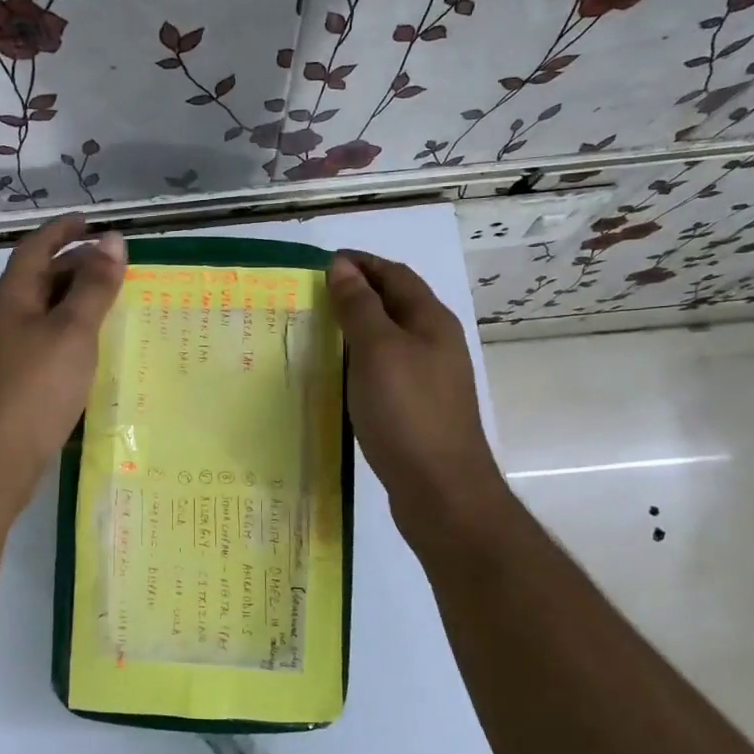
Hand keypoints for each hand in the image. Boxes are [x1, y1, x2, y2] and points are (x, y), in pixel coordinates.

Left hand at [0, 215, 126, 504]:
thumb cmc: (34, 385)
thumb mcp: (72, 330)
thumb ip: (94, 286)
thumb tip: (113, 238)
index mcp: (14, 297)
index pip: (36, 248)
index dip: (62, 230)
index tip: (90, 220)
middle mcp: (7, 320)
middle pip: (41, 279)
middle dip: (74, 265)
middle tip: (114, 264)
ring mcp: (10, 354)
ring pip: (47, 314)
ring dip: (77, 302)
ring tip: (113, 302)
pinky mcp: (19, 384)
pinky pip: (50, 344)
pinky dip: (74, 336)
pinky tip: (96, 350)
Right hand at [327, 251, 505, 539]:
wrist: (441, 490)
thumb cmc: (407, 412)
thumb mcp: (377, 351)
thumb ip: (359, 307)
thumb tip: (343, 266)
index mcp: (430, 321)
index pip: (394, 274)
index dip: (360, 263)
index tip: (321, 264)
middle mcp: (435, 343)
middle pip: (395, 304)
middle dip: (357, 293)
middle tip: (313, 297)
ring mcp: (430, 378)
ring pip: (390, 339)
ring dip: (357, 329)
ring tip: (318, 332)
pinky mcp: (418, 408)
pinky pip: (386, 370)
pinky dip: (360, 362)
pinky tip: (339, 376)